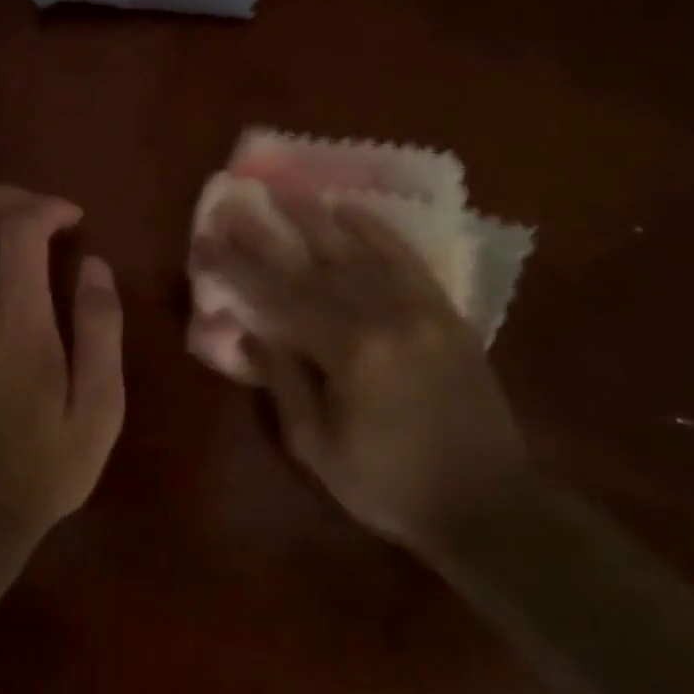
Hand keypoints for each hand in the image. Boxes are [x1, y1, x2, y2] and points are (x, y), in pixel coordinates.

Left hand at [0, 186, 125, 536]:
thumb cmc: (47, 464)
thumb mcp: (99, 406)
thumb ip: (99, 329)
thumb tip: (96, 266)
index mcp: (18, 324)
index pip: (18, 231)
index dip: (47, 207)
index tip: (75, 219)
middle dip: (1, 197)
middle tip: (38, 209)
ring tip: (9, 227)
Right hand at [197, 189, 524, 545]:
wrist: (490, 504)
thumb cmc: (389, 485)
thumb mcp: (317, 446)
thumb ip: (282, 382)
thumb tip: (249, 333)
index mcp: (349, 351)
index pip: (276, 297)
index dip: (235, 268)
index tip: (204, 241)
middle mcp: (384, 315)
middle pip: (311, 265)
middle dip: (266, 233)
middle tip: (235, 202)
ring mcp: (419, 308)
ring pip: (358, 250)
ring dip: (317, 217)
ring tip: (286, 188)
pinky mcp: (445, 312)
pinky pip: (406, 259)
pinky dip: (376, 229)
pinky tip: (351, 207)